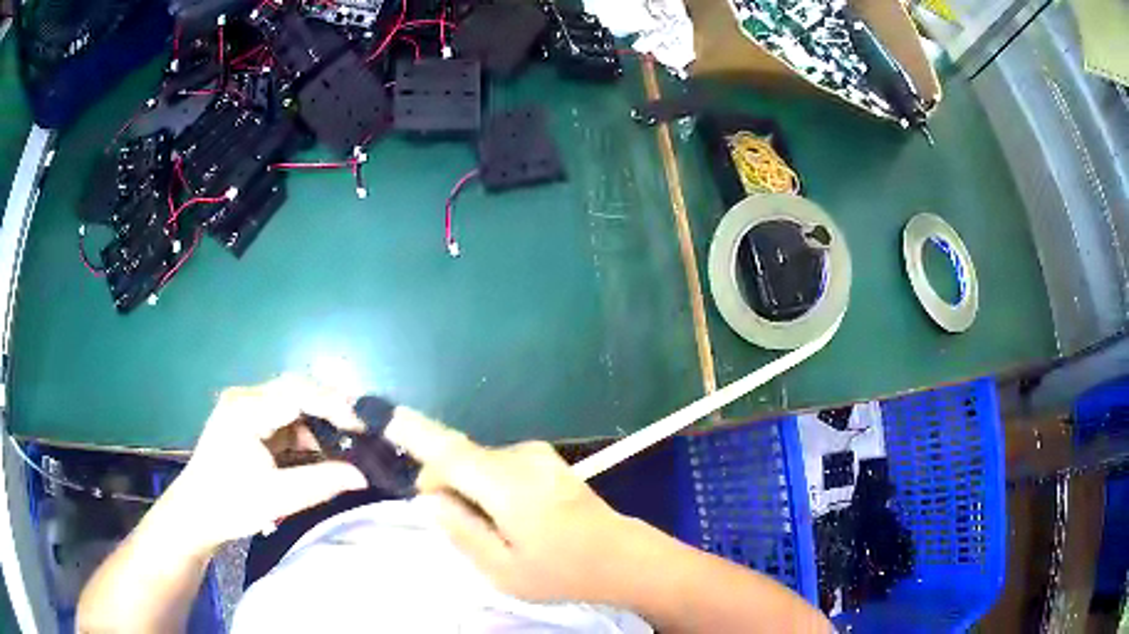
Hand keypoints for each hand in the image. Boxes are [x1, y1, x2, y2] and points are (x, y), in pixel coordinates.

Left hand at [163, 375, 367, 554]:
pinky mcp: (245, 419)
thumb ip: (320, 483)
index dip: (332, 405)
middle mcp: (244, 398)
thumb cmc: (231, 505)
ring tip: (341, 445)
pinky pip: (282, 416)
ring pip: (290, 402)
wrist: (195, 514)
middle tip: (357, 432)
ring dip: (316, 422)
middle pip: (294, 389)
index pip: (297, 392)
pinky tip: (316, 451)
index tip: (360, 429)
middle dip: (327, 408)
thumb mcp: (277, 498)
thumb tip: (362, 476)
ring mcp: (243, 407)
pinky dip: (302, 432)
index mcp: (246, 410)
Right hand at [386, 413, 647, 603]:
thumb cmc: (562, 572)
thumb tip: (430, 498)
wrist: (621, 556)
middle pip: (458, 457)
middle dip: (440, 482)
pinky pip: (496, 463)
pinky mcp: (543, 458)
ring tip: (483, 525)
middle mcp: (519, 457)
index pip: (447, 451)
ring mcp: (535, 453)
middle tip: (446, 520)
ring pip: (476, 461)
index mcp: (507, 485)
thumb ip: (461, 530)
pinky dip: (483, 482)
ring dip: (464, 485)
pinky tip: (502, 513)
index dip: (411, 432)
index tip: (381, 416)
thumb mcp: (502, 570)